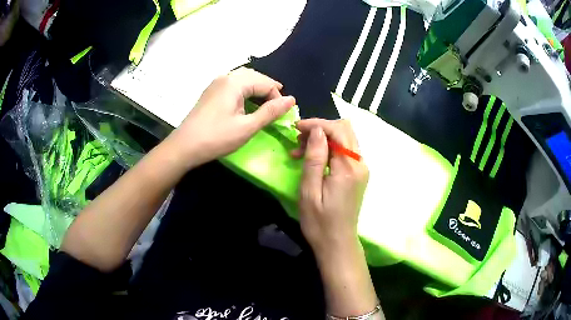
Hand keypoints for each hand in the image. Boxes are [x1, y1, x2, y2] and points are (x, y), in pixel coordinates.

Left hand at [167, 67, 295, 168]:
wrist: (184, 147)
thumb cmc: (216, 138)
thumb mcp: (247, 127)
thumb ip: (270, 112)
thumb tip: (291, 100)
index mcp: (235, 83)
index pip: (265, 83)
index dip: (277, 97)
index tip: (281, 114)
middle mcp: (225, 77)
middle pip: (253, 76)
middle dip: (268, 88)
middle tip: (277, 105)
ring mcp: (215, 84)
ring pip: (242, 78)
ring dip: (256, 88)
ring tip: (265, 102)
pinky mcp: (210, 92)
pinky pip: (232, 84)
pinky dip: (244, 90)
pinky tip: (246, 102)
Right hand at [294, 119, 368, 259]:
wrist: (337, 243)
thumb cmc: (320, 222)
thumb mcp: (310, 191)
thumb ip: (314, 158)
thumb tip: (317, 130)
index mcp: (349, 168)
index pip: (338, 130)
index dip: (317, 124)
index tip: (296, 128)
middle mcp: (360, 164)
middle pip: (345, 130)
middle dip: (320, 129)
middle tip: (298, 141)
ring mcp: (361, 169)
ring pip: (345, 139)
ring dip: (324, 138)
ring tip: (301, 151)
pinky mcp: (358, 174)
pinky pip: (345, 151)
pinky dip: (329, 148)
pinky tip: (313, 159)